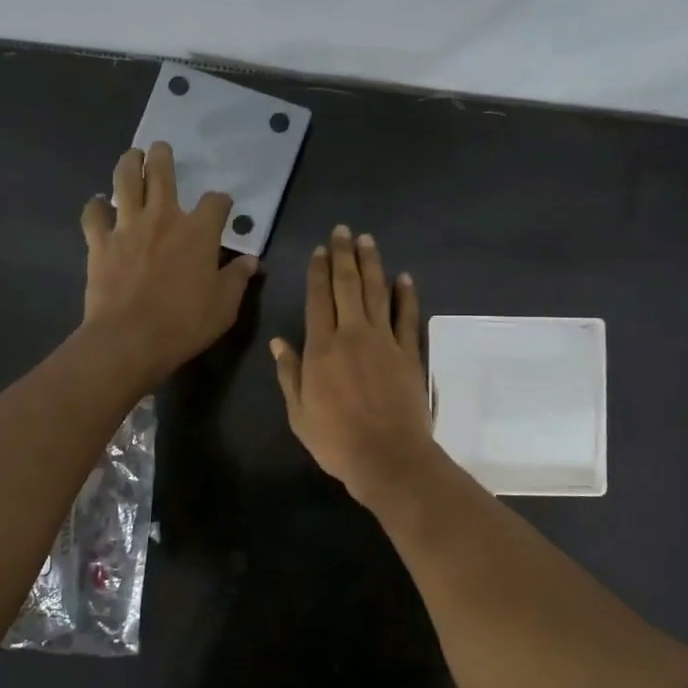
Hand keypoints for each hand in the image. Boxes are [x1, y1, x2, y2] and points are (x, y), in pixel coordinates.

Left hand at [81, 142, 258, 382]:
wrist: (130, 339)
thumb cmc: (185, 323)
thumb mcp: (224, 306)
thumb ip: (237, 279)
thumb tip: (251, 262)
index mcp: (199, 232)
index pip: (215, 203)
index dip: (221, 202)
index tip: (222, 205)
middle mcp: (163, 218)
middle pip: (162, 173)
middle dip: (163, 157)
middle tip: (161, 149)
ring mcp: (127, 226)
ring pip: (125, 181)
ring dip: (129, 164)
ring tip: (131, 156)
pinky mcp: (100, 242)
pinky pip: (93, 214)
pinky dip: (95, 206)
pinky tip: (98, 204)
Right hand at [271, 226, 437, 506]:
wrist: (387, 456)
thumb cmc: (336, 440)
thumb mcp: (299, 413)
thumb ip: (290, 374)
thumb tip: (278, 342)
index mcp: (321, 348)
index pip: (317, 299)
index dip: (318, 271)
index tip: (320, 250)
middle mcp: (352, 335)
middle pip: (347, 286)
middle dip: (343, 256)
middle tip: (343, 231)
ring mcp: (384, 341)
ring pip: (377, 293)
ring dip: (372, 264)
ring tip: (368, 241)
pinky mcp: (409, 353)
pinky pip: (407, 316)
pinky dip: (406, 295)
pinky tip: (404, 278)